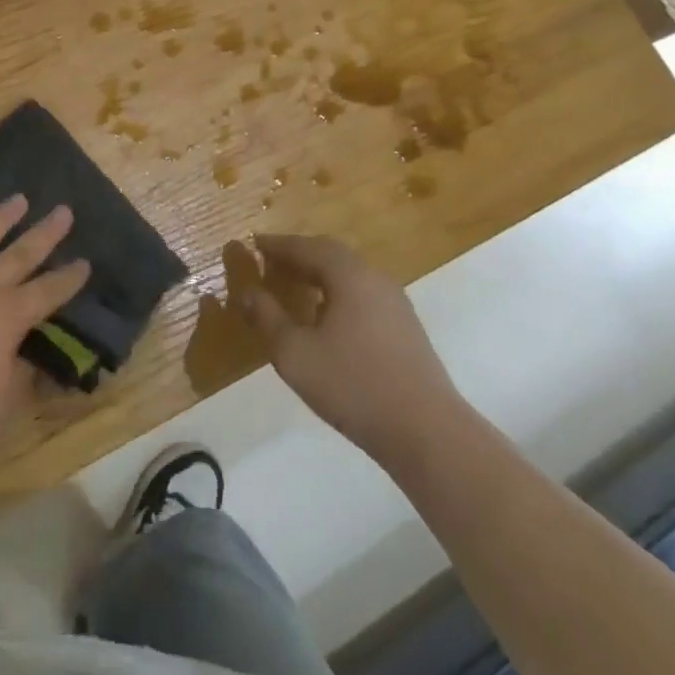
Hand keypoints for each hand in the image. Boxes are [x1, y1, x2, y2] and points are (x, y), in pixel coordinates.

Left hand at [0, 195, 89, 501]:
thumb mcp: (2, 409)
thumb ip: (22, 374)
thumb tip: (34, 356)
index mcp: (7, 318)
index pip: (48, 292)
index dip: (68, 278)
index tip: (84, 262)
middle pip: (19, 255)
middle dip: (44, 233)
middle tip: (63, 210)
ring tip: (17, 199)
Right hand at [236, 234, 463, 470]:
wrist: (427, 432)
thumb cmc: (354, 386)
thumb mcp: (296, 354)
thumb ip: (267, 319)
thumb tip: (247, 292)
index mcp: (348, 275)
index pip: (307, 247)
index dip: (277, 245)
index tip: (254, 242)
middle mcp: (374, 278)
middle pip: (331, 254)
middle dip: (299, 254)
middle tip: (271, 261)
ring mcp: (395, 303)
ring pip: (350, 274)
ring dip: (320, 273)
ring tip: (295, 286)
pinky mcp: (405, 327)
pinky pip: (363, 293)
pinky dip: (338, 292)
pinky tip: (327, 316)